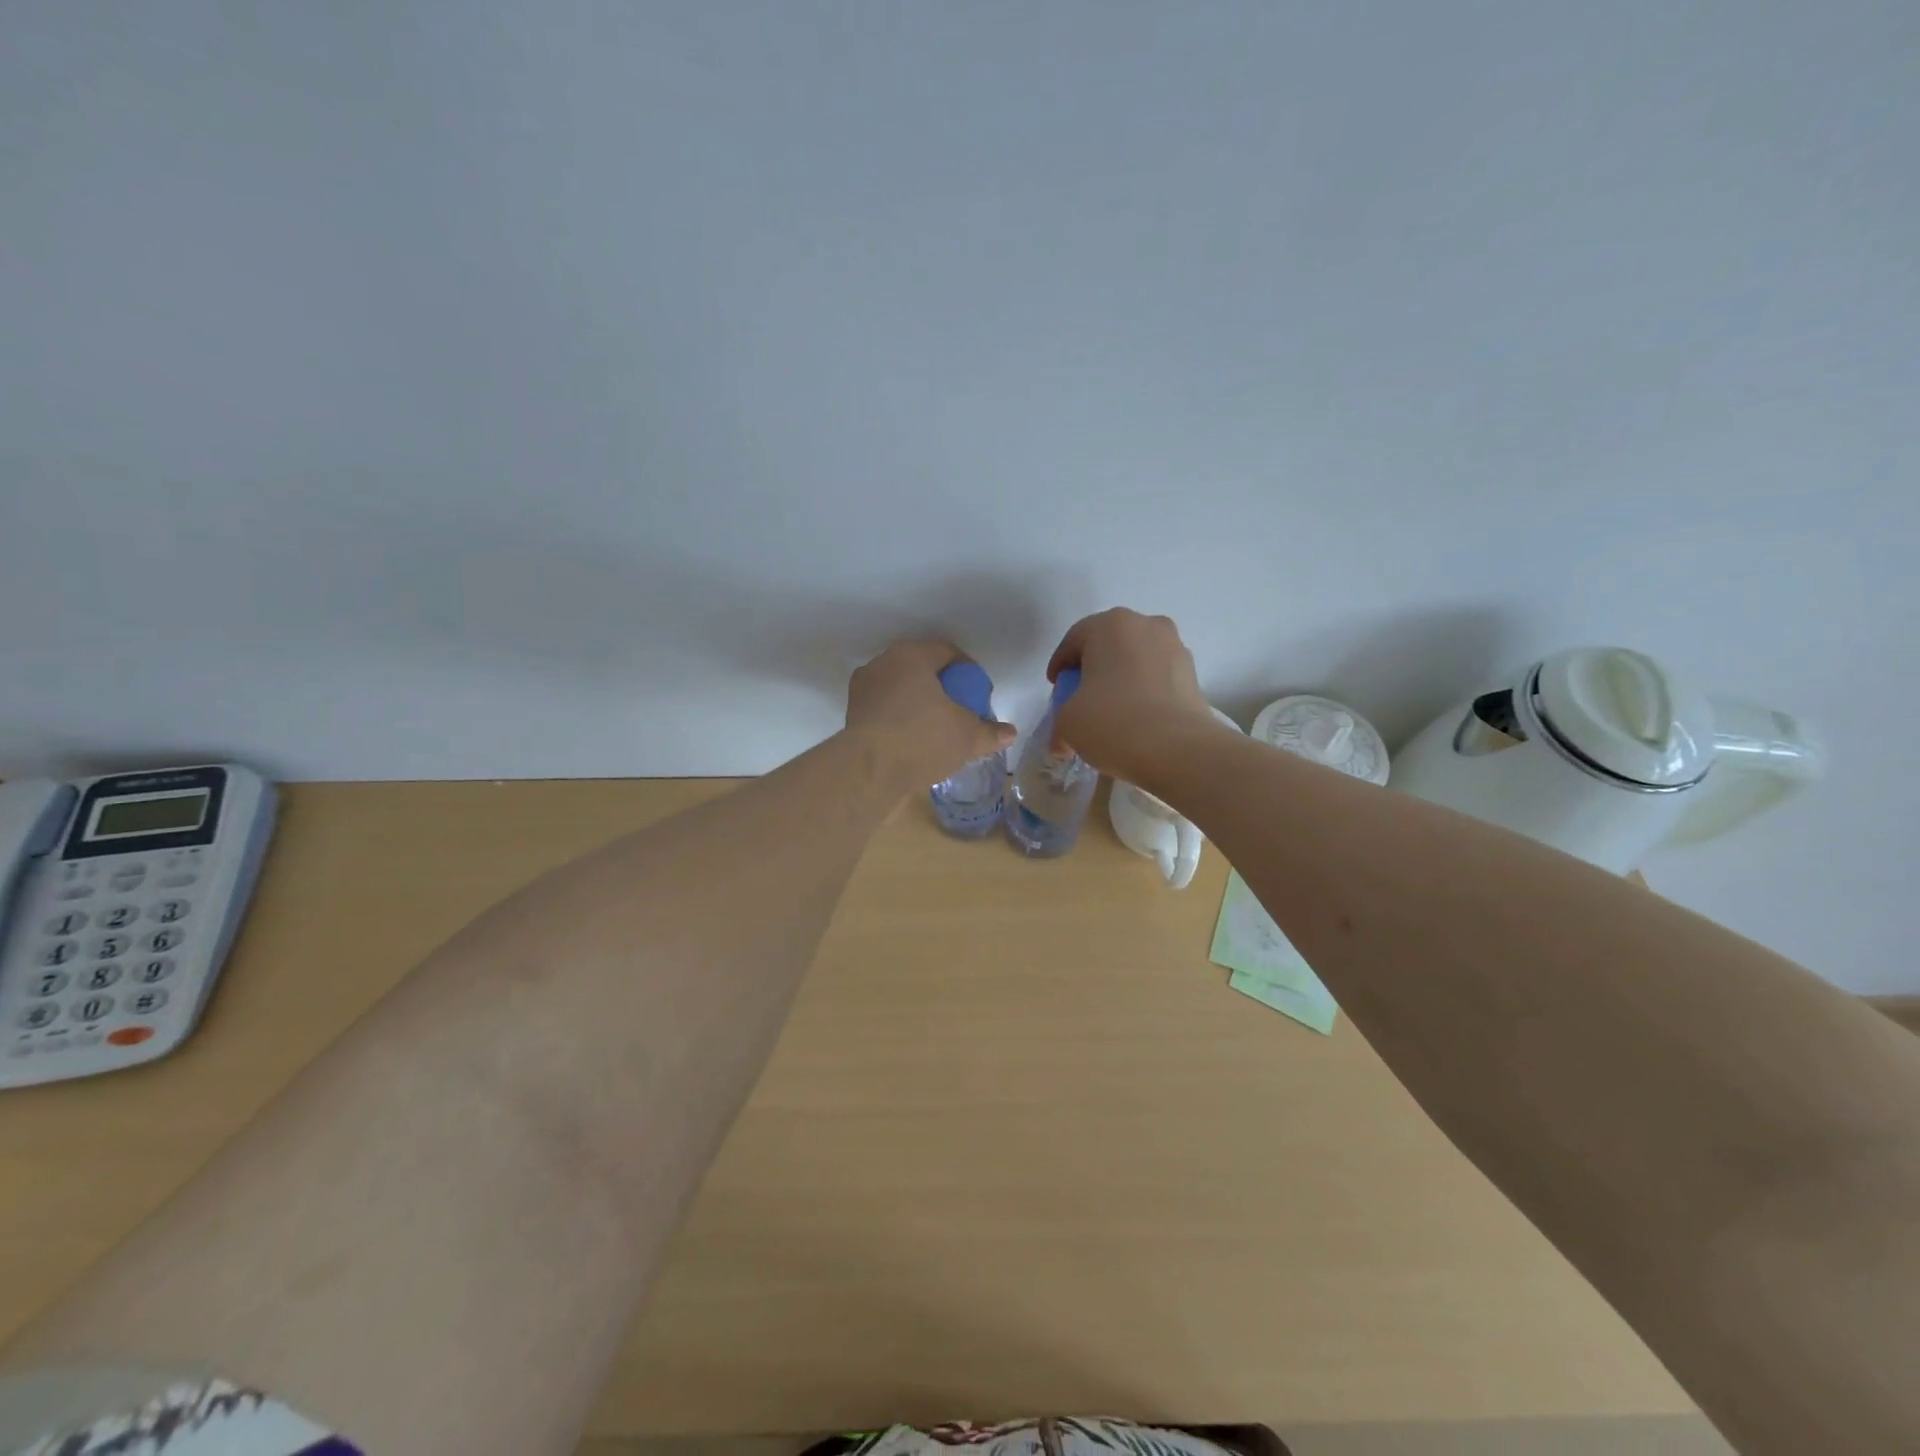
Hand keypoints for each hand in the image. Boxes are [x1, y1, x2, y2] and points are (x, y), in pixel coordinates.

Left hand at [846, 639, 1016, 791]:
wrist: (870, 771)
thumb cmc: (923, 739)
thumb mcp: (967, 736)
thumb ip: (990, 732)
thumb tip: (1010, 733)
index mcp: (911, 656)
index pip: (947, 651)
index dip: (968, 672)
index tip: (980, 695)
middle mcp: (882, 664)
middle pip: (921, 669)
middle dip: (942, 688)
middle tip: (960, 711)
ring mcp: (863, 690)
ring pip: (900, 690)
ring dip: (919, 705)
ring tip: (937, 730)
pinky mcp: (852, 716)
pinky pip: (885, 711)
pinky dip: (900, 721)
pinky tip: (914, 743)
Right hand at [1046, 609, 1216, 774]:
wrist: (1178, 749)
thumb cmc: (1112, 722)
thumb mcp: (1068, 723)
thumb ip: (1061, 722)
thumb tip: (1062, 742)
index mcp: (1110, 625)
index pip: (1074, 639)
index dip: (1060, 666)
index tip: (1056, 689)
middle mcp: (1146, 625)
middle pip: (1109, 645)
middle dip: (1093, 669)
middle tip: (1081, 698)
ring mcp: (1175, 648)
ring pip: (1137, 660)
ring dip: (1122, 679)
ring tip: (1112, 712)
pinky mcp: (1193, 674)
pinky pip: (1158, 678)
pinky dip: (1145, 692)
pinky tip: (1138, 719)